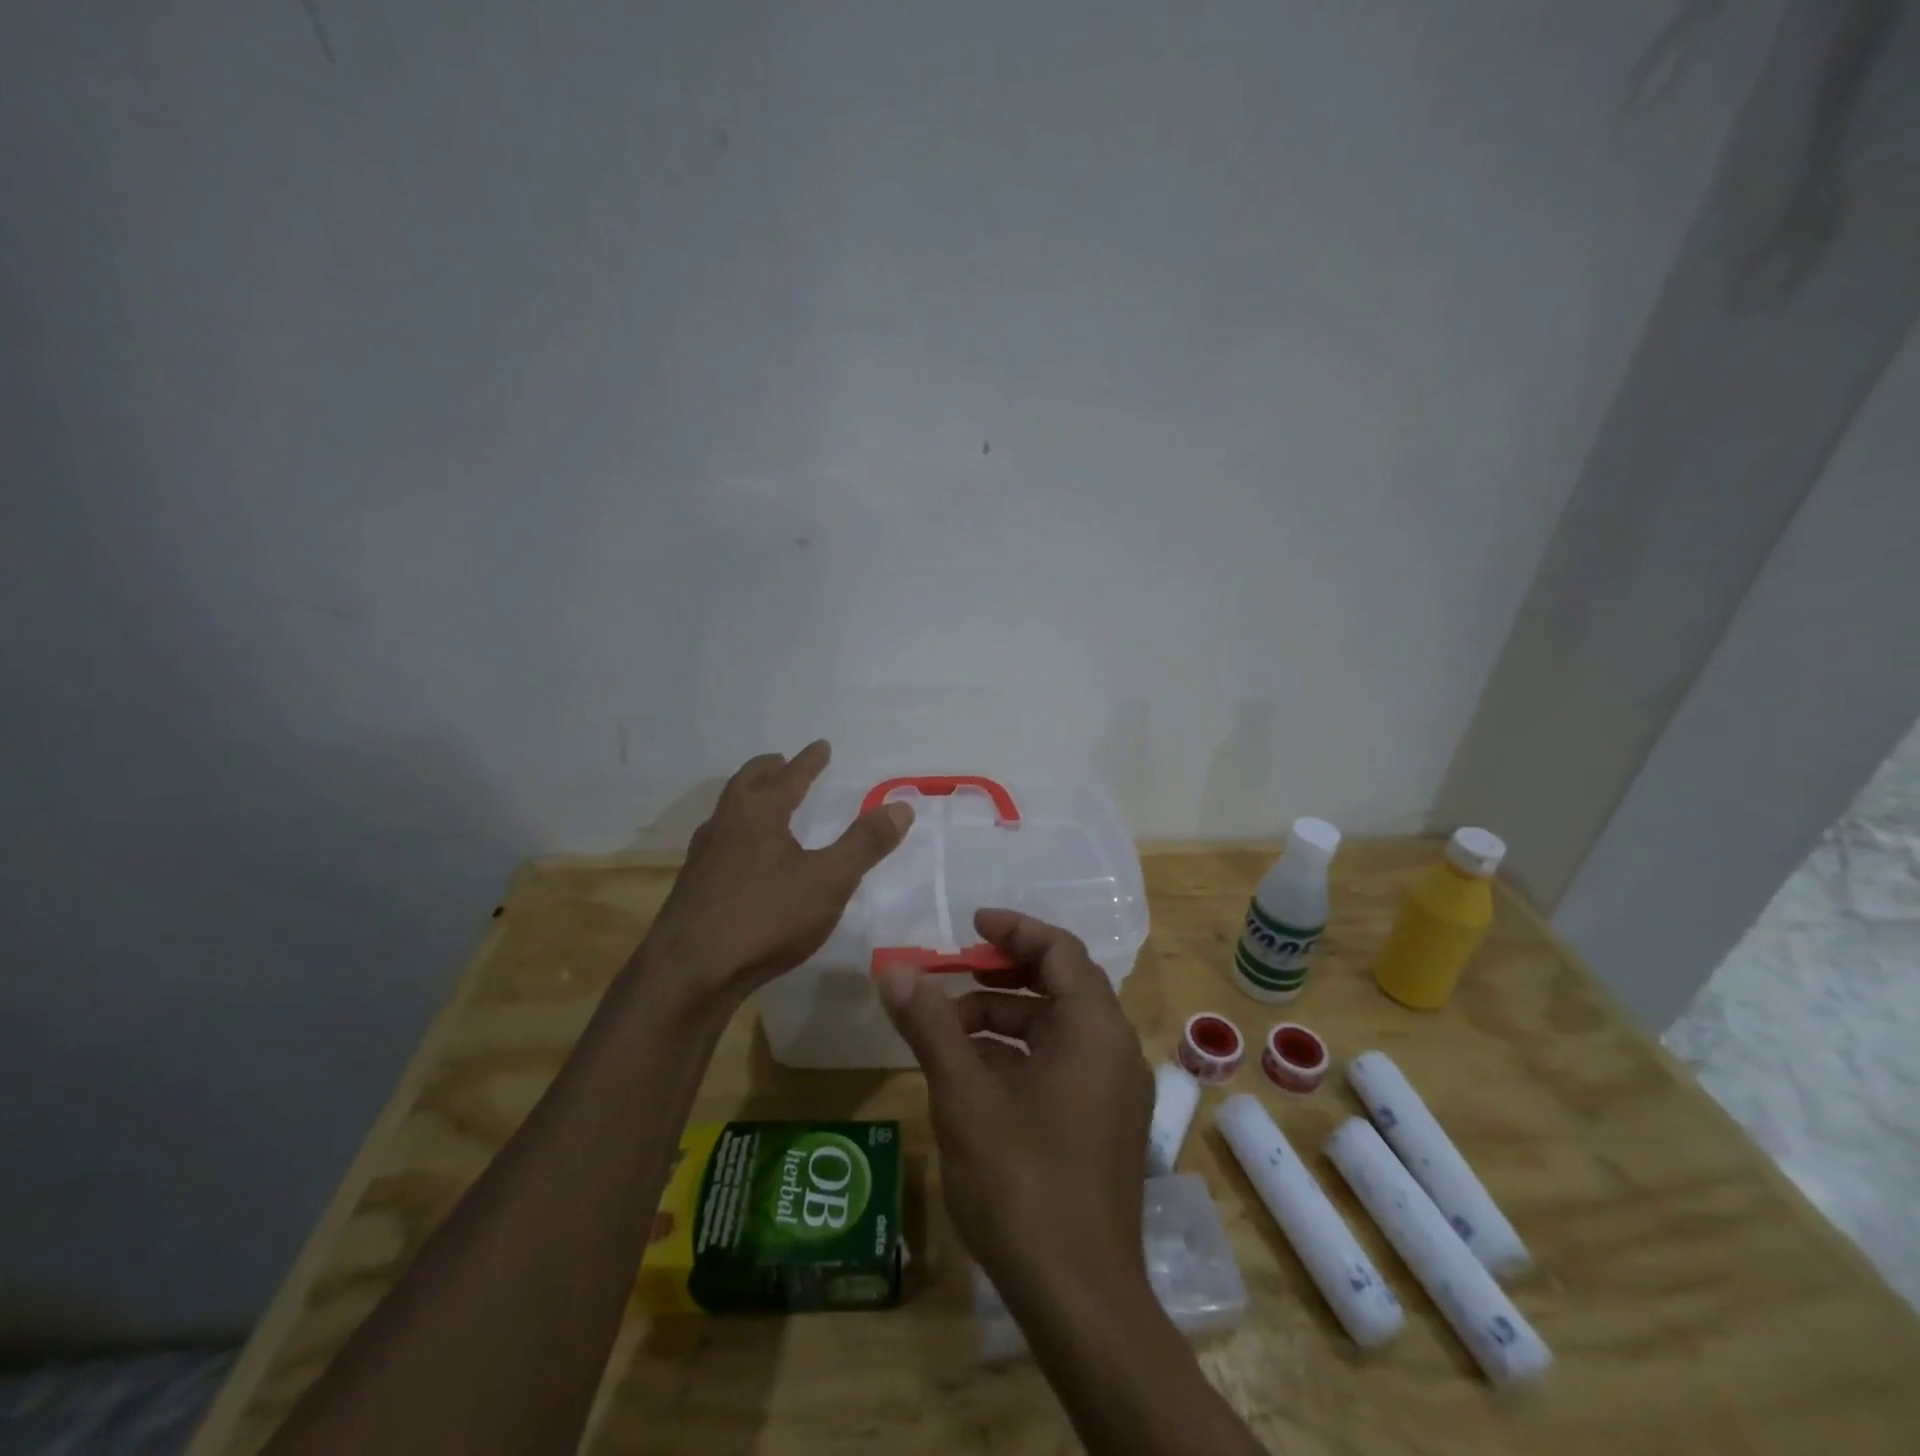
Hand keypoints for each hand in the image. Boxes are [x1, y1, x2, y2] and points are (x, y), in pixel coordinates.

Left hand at [640, 741, 912, 1007]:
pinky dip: (737, 831)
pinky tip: (743, 856)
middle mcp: (726, 823)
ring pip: (728, 810)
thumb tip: (901, 806)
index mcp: (759, 812)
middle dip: (769, 770)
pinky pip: (719, 841)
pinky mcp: (693, 885)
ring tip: (764, 803)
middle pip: (747, 783)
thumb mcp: (828, 881)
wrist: (689, 972)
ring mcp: (704, 854)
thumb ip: (864, 844)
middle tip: (782, 762)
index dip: (809, 761)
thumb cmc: (765, 917)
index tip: (821, 746)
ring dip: (748, 798)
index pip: (789, 776)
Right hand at [877, 910, 1153, 1307]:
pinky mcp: (1104, 1123)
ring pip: (1057, 1028)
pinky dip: (1020, 1054)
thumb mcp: (964, 1095)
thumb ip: (930, 1025)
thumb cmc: (1021, 1182)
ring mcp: (1114, 1090)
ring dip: (1004, 1018)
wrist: (1079, 1300)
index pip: (1060, 950)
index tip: (971, 923)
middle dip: (1003, 973)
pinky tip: (974, 1074)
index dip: (1015, 929)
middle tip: (952, 973)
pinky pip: (1062, 1063)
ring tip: (948, 1030)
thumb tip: (892, 969)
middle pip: (1061, 984)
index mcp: (1095, 1029)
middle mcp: (1115, 1049)